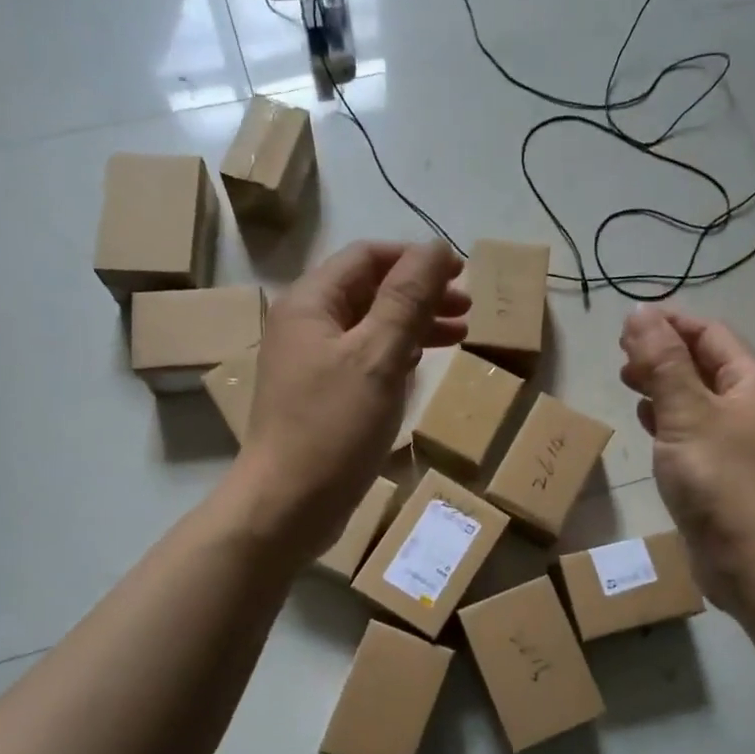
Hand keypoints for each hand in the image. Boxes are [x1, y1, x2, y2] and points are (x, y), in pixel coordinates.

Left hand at [232, 240, 467, 558]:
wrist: (287, 505)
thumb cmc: (333, 428)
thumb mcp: (377, 357)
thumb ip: (407, 299)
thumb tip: (436, 248)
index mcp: (311, 304)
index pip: (367, 257)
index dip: (415, 259)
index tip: (461, 273)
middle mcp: (306, 326)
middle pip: (369, 291)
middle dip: (420, 294)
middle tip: (467, 310)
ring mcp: (311, 364)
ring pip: (369, 328)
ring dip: (413, 326)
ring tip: (458, 336)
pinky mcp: (321, 398)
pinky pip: (364, 362)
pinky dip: (396, 357)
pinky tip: (420, 368)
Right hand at [619, 306, 754, 612]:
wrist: (754, 560)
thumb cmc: (721, 480)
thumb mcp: (686, 413)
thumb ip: (662, 363)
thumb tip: (641, 313)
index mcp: (751, 383)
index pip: (710, 335)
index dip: (670, 324)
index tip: (626, 325)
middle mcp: (751, 407)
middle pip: (705, 365)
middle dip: (663, 354)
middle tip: (621, 356)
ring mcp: (740, 442)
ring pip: (698, 399)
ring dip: (664, 386)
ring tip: (628, 383)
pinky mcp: (725, 473)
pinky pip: (695, 432)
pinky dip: (670, 421)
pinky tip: (649, 425)